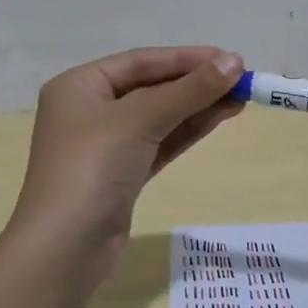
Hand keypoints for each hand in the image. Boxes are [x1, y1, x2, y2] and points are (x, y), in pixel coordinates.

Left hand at [10, 46, 244, 270]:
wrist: (65, 249)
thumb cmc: (93, 168)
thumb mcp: (141, 120)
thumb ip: (189, 90)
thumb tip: (234, 62)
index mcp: (79, 86)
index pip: (140, 62)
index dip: (186, 58)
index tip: (230, 59)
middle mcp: (89, 111)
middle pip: (150, 88)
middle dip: (195, 84)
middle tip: (242, 80)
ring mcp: (105, 146)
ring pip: (158, 117)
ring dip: (197, 107)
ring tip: (240, 99)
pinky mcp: (121, 175)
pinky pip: (159, 143)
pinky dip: (186, 131)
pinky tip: (217, 119)